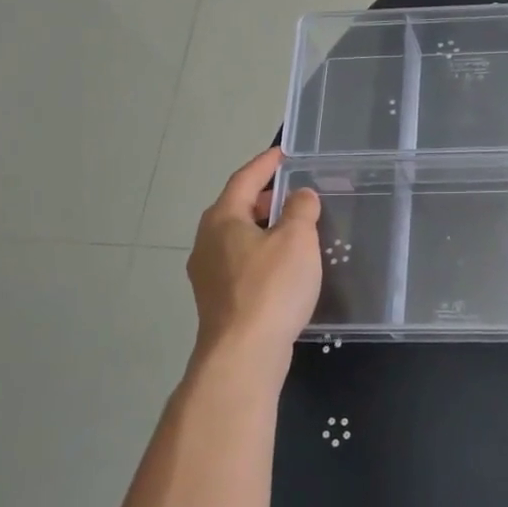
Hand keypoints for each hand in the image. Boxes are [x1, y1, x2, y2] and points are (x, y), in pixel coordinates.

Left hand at [188, 147, 322, 359]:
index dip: (265, 164)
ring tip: (292, 229)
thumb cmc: (271, 288)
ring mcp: (207, 274)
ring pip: (237, 238)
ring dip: (262, 228)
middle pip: (236, 208)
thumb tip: (300, 195)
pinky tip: (282, 267)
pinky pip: (240, 263)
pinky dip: (260, 253)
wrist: (243, 353)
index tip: (284, 153)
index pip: (244, 179)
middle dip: (264, 198)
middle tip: (293, 193)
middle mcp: (207, 242)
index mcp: (222, 219)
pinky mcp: (217, 300)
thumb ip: (300, 210)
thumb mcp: (296, 240)